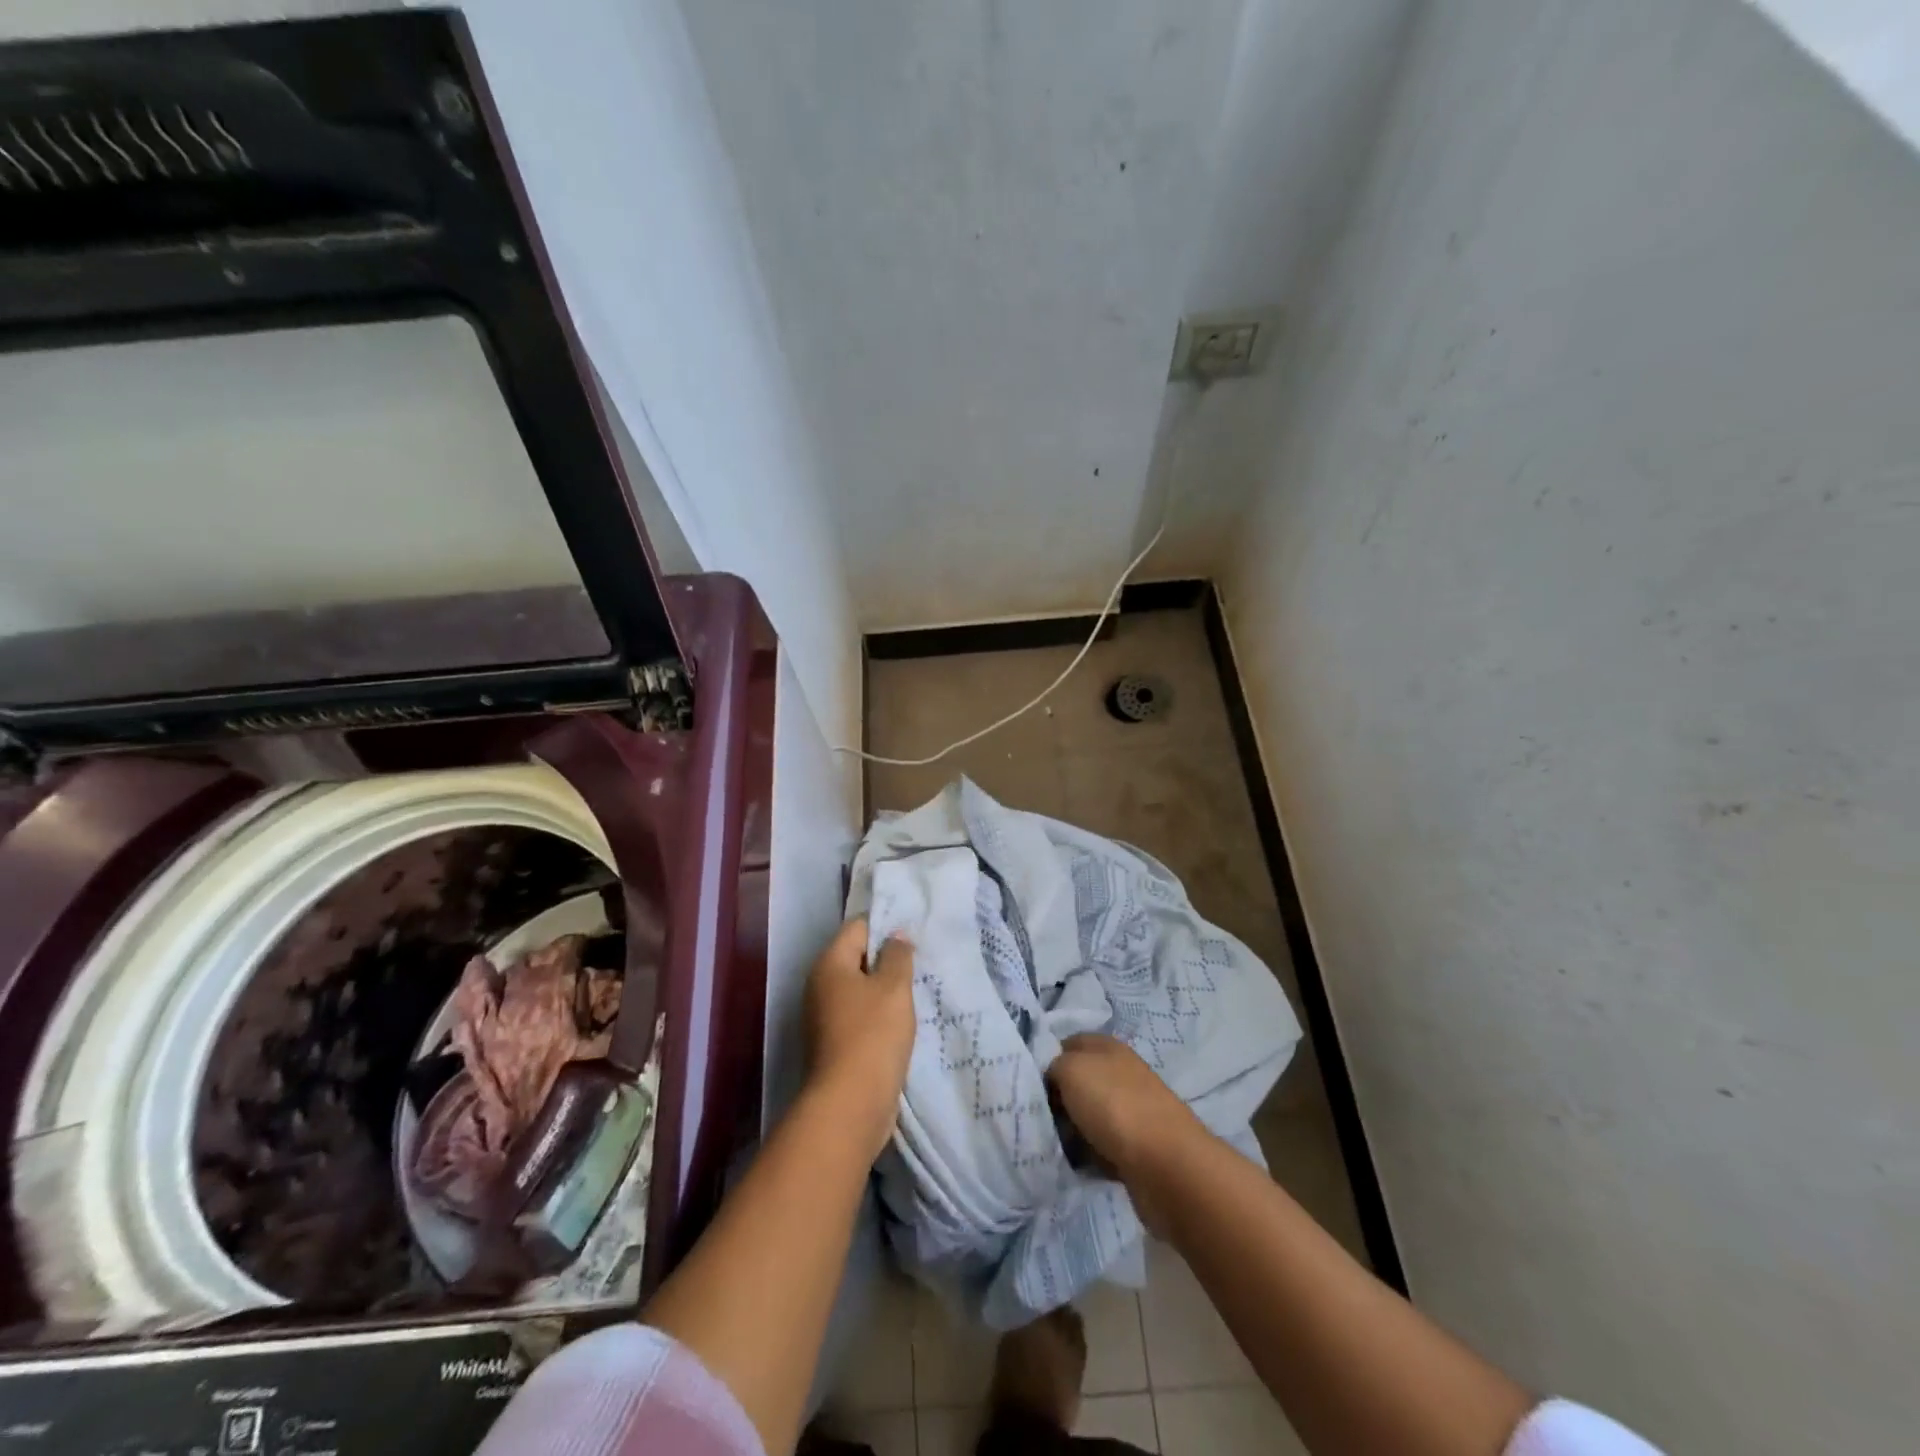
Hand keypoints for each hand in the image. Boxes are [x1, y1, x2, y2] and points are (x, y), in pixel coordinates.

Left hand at [803, 918, 915, 1159]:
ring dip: (884, 990)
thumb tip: (896, 936)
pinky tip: (901, 1022)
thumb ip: (897, 956)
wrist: (850, 1104)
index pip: (857, 928)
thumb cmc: (873, 1035)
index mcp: (829, 964)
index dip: (886, 927)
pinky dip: (878, 1015)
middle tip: (919, 964)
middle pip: (856, 958)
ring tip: (915, 992)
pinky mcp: (833, 1044)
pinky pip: (859, 1016)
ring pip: (859, 990)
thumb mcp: (894, 987)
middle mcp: (819, 986)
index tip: (914, 936)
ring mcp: (823, 1017)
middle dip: (886, 960)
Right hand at [1048, 1034, 1206, 1231]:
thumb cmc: (1114, 1105)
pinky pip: (1099, 1147)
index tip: (1025, 1083)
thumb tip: (1051, 1079)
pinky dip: (1086, 1156)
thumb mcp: (1070, 1068)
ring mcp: (1129, 1110)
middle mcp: (1119, 1073)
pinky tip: (1074, 1164)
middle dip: (1054, 1100)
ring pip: (1085, 1116)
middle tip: (1033, 1117)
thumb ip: (1052, 1065)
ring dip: (1069, 1131)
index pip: (1065, 1043)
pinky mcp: (1135, 1147)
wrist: (1165, 1165)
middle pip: (1075, 1082)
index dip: (1044, 1060)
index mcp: (1106, 1046)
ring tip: (1051, 1144)